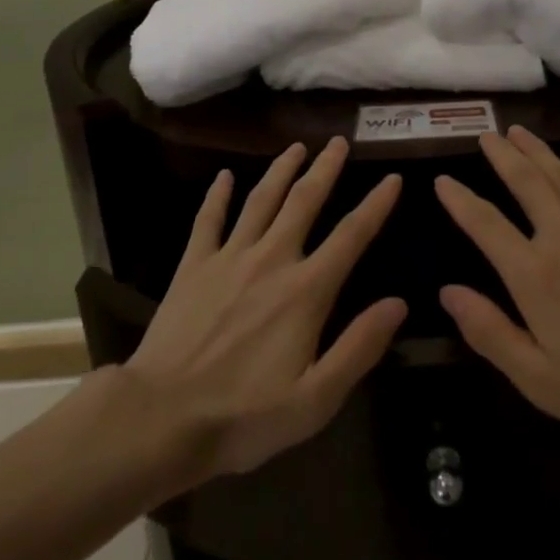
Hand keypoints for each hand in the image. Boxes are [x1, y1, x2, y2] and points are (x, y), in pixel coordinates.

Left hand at [125, 137, 406, 479]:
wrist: (161, 418)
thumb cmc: (243, 415)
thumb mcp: (316, 399)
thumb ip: (359, 347)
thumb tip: (398, 303)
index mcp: (306, 290)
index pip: (351, 236)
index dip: (375, 205)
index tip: (392, 178)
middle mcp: (271, 260)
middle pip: (304, 201)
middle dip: (325, 168)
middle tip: (339, 141)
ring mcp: (228, 258)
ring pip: (261, 199)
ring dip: (281, 169)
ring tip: (296, 147)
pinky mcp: (192, 266)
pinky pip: (208, 220)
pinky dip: (217, 195)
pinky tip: (223, 176)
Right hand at [435, 127, 559, 469]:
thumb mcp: (539, 379)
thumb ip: (490, 332)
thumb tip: (447, 291)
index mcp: (534, 275)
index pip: (485, 224)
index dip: (460, 200)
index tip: (443, 180)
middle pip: (526, 183)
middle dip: (502, 156)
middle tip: (486, 135)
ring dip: (538, 151)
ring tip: (518, 132)